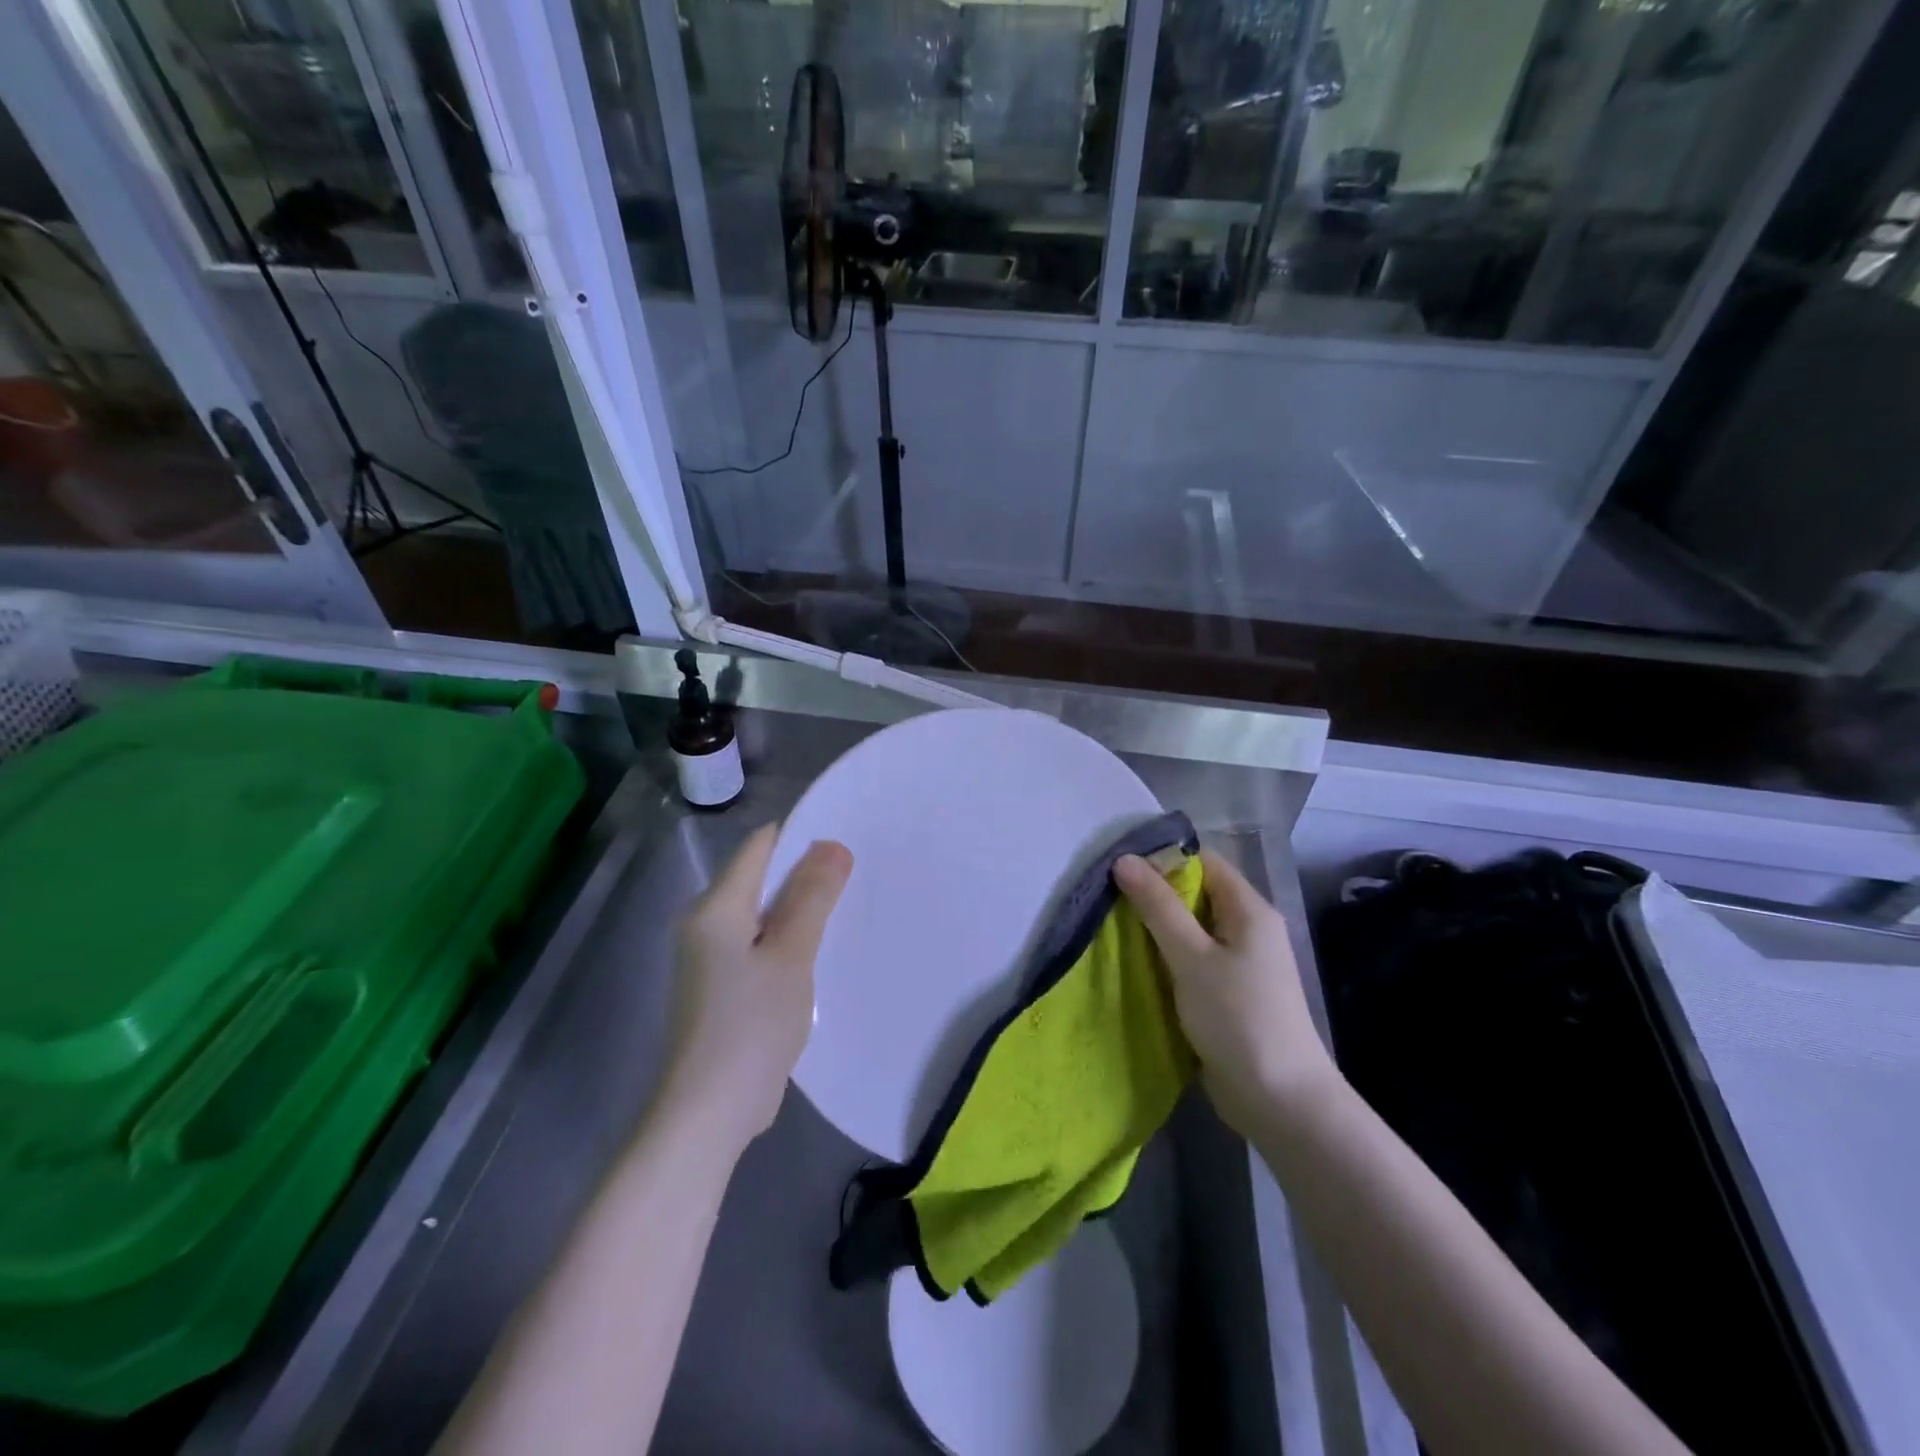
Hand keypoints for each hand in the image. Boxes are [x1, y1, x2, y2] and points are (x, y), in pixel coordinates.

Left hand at [663, 824, 852, 1154]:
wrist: (707, 1113)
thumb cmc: (750, 1025)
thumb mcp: (791, 955)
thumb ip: (812, 897)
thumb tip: (832, 845)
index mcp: (716, 907)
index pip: (760, 847)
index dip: (802, 835)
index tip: (848, 834)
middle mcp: (706, 924)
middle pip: (760, 878)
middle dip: (806, 873)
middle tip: (858, 871)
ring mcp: (711, 958)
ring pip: (763, 913)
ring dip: (800, 908)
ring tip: (848, 904)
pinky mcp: (722, 986)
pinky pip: (759, 944)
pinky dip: (788, 939)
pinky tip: (819, 950)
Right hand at [1114, 848, 1338, 1137]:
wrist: (1279, 1101)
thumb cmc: (1238, 1018)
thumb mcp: (1191, 958)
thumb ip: (1158, 907)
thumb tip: (1124, 860)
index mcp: (1249, 910)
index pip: (1204, 861)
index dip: (1163, 858)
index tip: (1119, 865)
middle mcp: (1248, 928)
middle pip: (1196, 893)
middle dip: (1154, 893)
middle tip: (1107, 896)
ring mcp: (1240, 962)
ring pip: (1191, 928)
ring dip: (1156, 928)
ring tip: (1111, 924)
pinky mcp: (1228, 991)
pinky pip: (1192, 959)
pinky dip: (1166, 956)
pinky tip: (1135, 961)